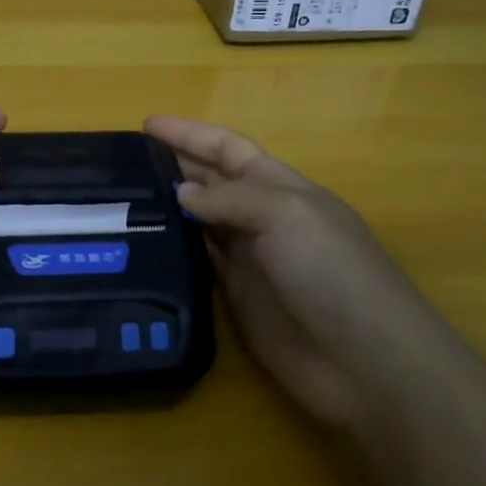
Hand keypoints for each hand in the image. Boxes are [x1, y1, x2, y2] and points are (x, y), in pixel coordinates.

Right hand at [144, 116, 455, 430]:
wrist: (365, 361)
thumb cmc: (332, 273)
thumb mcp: (286, 215)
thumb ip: (229, 199)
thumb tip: (180, 194)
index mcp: (281, 187)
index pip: (228, 149)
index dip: (190, 134)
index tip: (146, 124)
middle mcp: (263, 217)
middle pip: (211, 182)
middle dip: (173, 166)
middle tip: (121, 163)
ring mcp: (250, 259)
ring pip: (199, 222)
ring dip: (167, 207)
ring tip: (120, 198)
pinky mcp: (237, 298)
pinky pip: (199, 263)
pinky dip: (174, 249)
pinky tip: (143, 243)